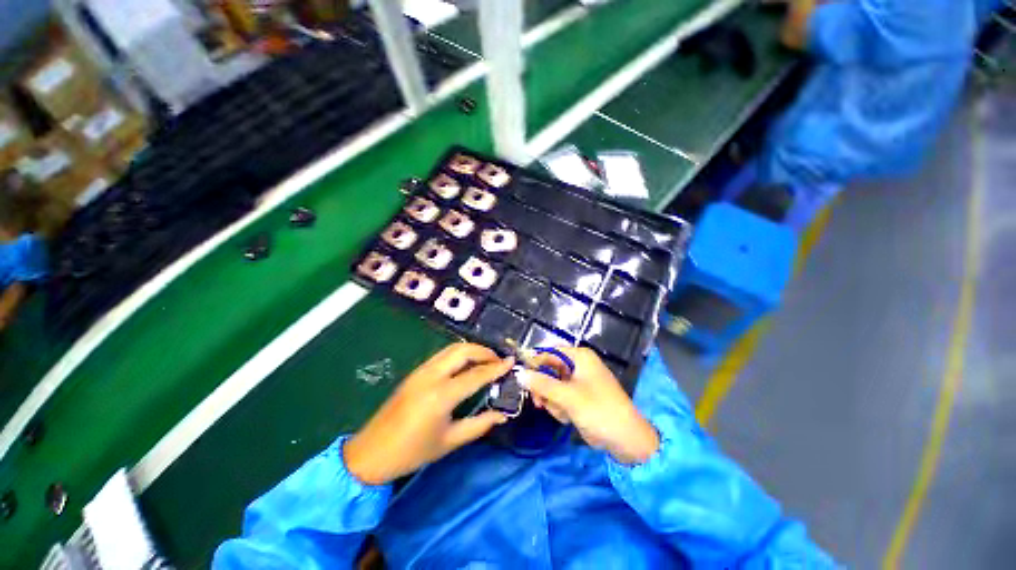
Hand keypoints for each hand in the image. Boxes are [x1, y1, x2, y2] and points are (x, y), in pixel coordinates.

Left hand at [343, 343, 512, 484]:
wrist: (371, 453)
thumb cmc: (413, 452)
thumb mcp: (450, 441)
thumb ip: (480, 425)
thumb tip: (503, 414)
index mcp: (441, 395)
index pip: (476, 374)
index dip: (496, 367)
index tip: (511, 361)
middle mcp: (431, 375)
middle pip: (463, 351)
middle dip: (484, 351)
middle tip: (498, 360)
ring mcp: (421, 371)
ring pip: (452, 348)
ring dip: (471, 350)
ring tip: (486, 360)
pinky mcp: (416, 372)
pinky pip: (442, 355)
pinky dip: (459, 354)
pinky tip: (466, 364)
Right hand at [521, 347, 658, 464]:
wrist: (626, 440)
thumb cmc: (599, 410)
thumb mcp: (568, 396)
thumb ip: (542, 384)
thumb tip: (519, 374)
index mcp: (580, 357)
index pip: (549, 352)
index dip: (535, 364)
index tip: (522, 379)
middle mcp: (578, 365)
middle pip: (548, 369)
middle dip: (544, 388)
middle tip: (540, 402)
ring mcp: (578, 382)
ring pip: (551, 385)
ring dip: (552, 400)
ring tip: (562, 413)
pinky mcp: (578, 397)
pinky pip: (558, 397)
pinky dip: (559, 407)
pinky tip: (567, 417)